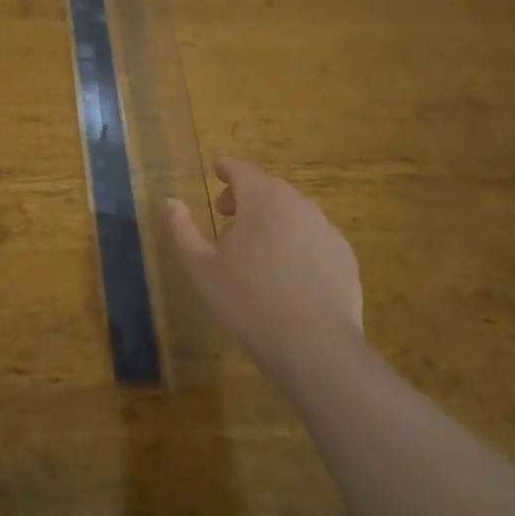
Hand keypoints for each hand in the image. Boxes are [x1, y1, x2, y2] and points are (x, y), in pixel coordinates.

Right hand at [163, 160, 362, 380]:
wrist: (316, 346)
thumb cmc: (249, 300)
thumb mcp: (201, 267)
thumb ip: (182, 229)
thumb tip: (170, 201)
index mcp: (262, 199)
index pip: (241, 170)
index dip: (227, 168)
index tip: (217, 170)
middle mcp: (298, 204)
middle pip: (268, 189)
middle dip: (246, 196)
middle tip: (227, 215)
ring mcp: (326, 230)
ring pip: (293, 213)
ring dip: (272, 219)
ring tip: (256, 247)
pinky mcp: (345, 257)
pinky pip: (314, 238)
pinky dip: (298, 242)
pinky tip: (288, 271)